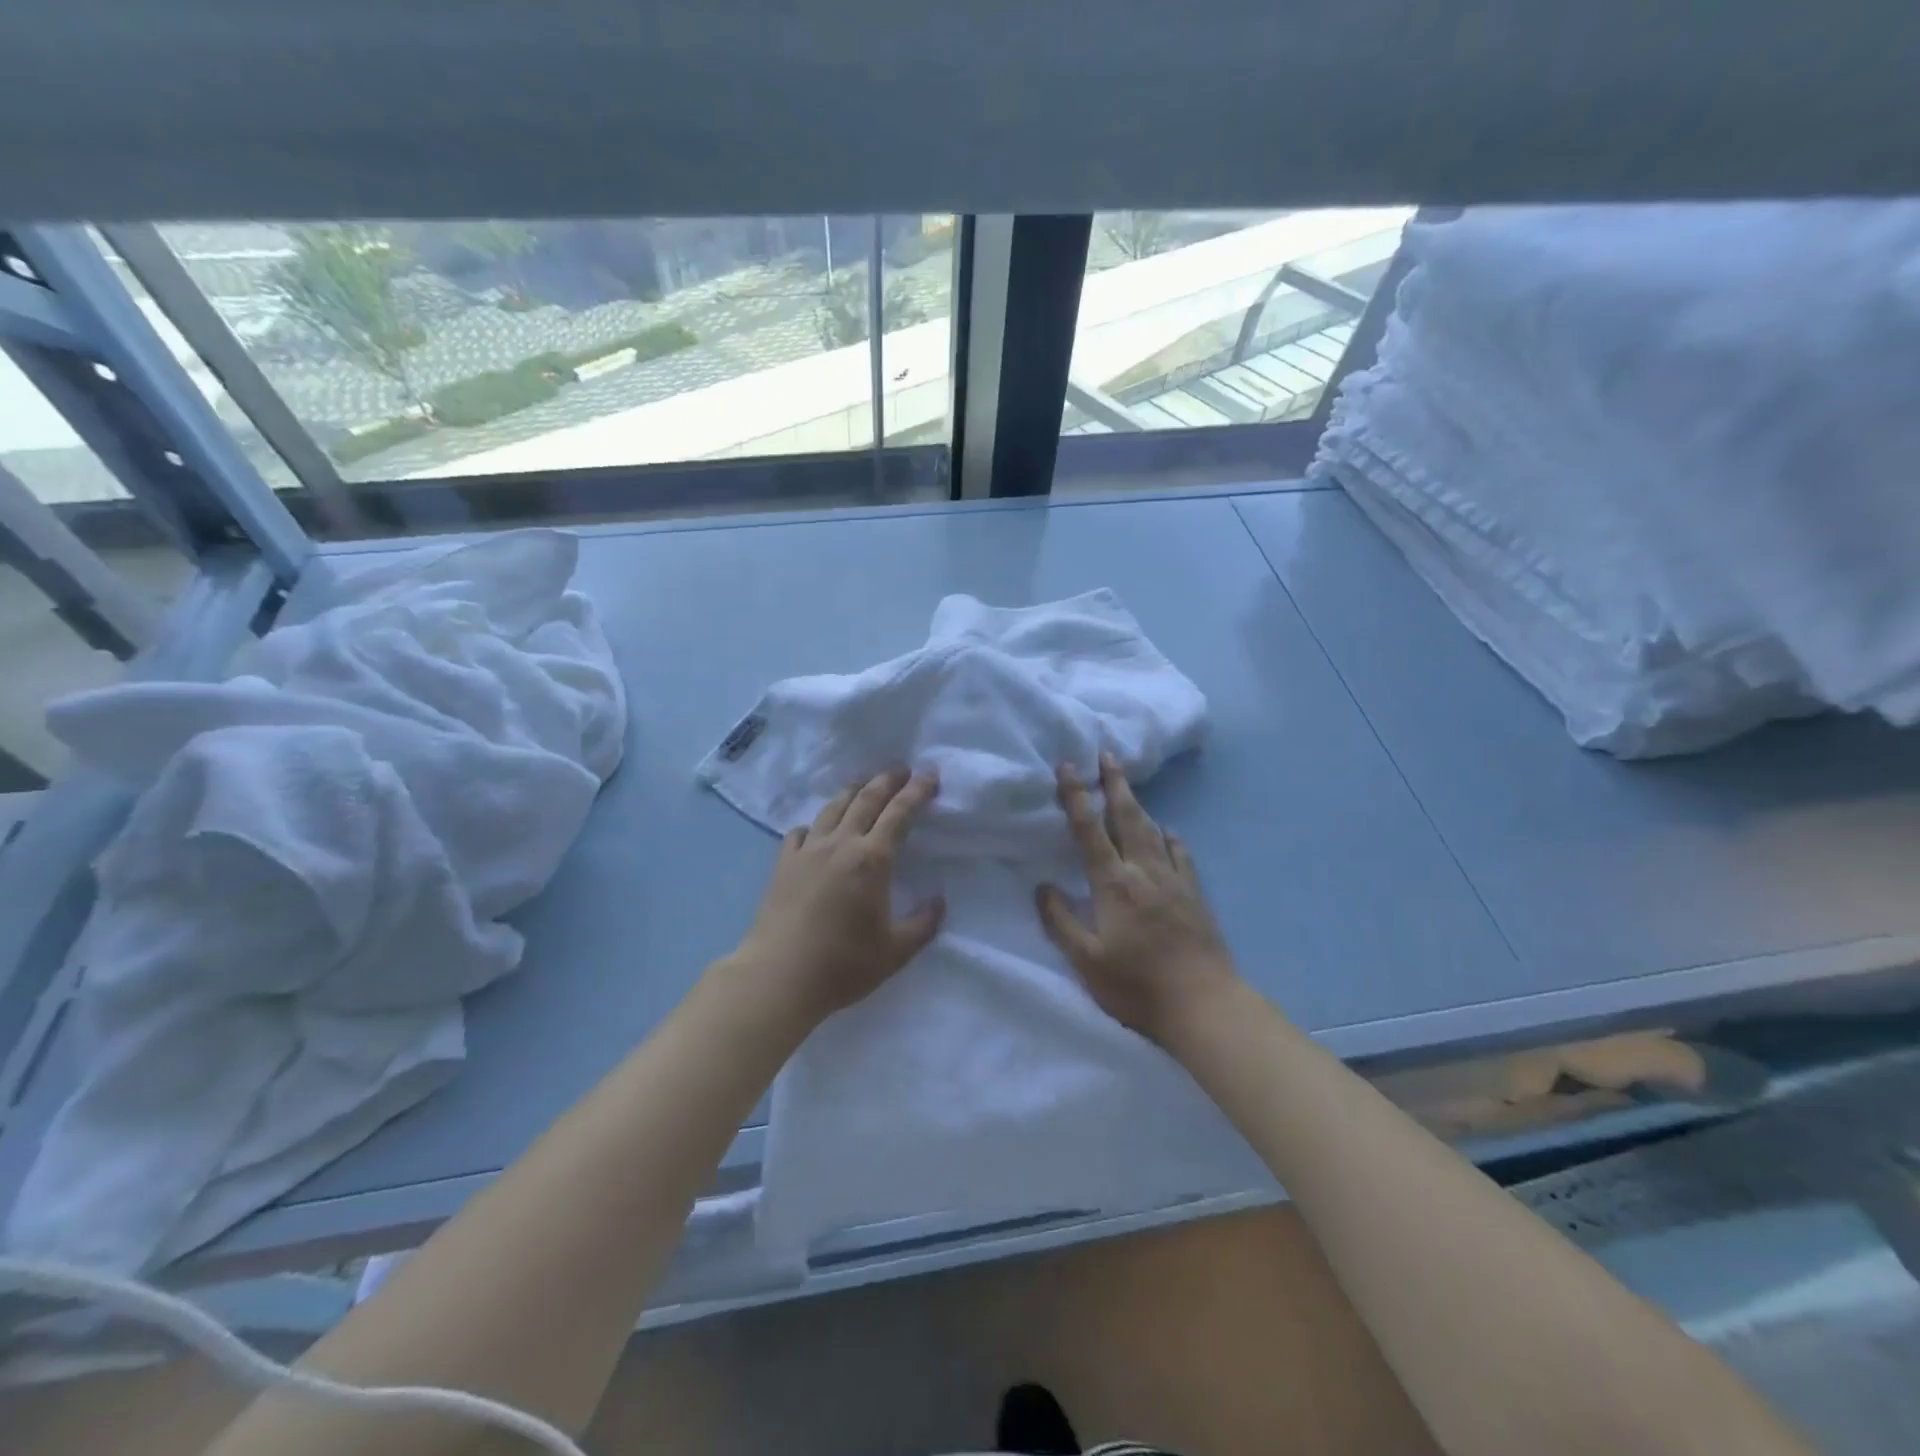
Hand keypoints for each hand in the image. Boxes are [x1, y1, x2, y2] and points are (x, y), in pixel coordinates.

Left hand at [731, 767, 945, 1024]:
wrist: (778, 976)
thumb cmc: (843, 965)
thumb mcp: (896, 952)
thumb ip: (923, 924)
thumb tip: (939, 902)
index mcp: (872, 860)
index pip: (899, 813)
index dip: (916, 791)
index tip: (929, 775)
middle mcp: (840, 844)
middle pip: (866, 799)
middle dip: (887, 780)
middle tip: (901, 769)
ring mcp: (808, 851)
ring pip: (833, 808)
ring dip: (852, 791)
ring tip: (864, 784)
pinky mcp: (783, 864)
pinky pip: (801, 831)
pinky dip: (816, 823)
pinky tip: (817, 829)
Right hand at [1036, 752, 1239, 1042]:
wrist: (1204, 1004)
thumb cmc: (1137, 986)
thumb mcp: (1087, 961)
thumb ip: (1062, 922)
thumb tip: (1042, 886)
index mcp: (1114, 884)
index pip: (1090, 831)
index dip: (1076, 797)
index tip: (1068, 767)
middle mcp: (1144, 872)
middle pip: (1127, 817)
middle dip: (1115, 784)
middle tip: (1107, 754)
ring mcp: (1174, 881)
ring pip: (1154, 831)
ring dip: (1138, 804)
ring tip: (1128, 785)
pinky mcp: (1195, 895)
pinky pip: (1182, 855)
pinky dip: (1172, 838)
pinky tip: (1170, 833)